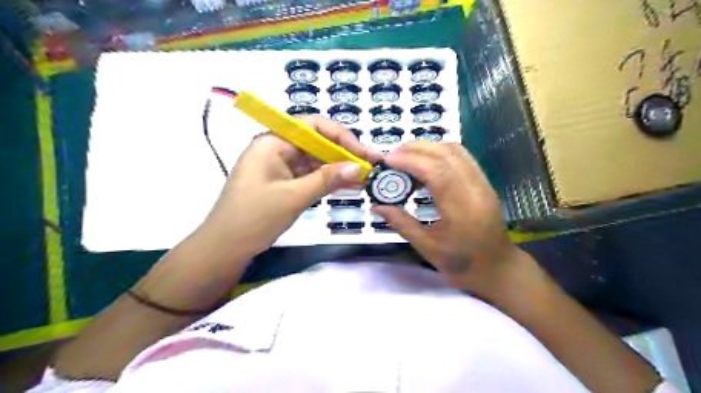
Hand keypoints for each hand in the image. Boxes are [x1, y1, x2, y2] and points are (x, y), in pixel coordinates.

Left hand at [200, 114, 380, 258]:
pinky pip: (310, 177)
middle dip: (344, 154)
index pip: (312, 126)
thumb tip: (359, 167)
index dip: (340, 136)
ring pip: (315, 161)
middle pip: (316, 143)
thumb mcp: (293, 197)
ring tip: (365, 177)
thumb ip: (327, 179)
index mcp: (272, 142)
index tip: (362, 152)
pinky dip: (328, 181)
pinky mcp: (284, 184)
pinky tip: (349, 186)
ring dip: (339, 169)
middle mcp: (277, 149)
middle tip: (370, 166)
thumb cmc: (254, 218)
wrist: (225, 249)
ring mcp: (280, 167)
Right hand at [372, 141, 518, 294]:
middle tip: (391, 157)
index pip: (436, 171)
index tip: (387, 161)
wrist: (498, 268)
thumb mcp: (427, 248)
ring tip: (405, 157)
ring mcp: (483, 182)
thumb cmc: (462, 263)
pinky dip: (439, 152)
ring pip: (455, 150)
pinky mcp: (483, 181)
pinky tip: (424, 162)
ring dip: (427, 147)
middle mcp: (475, 189)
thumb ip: (401, 223)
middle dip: (415, 149)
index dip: (409, 160)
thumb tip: (376, 206)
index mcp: (462, 208)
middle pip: (445, 153)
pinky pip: (461, 156)